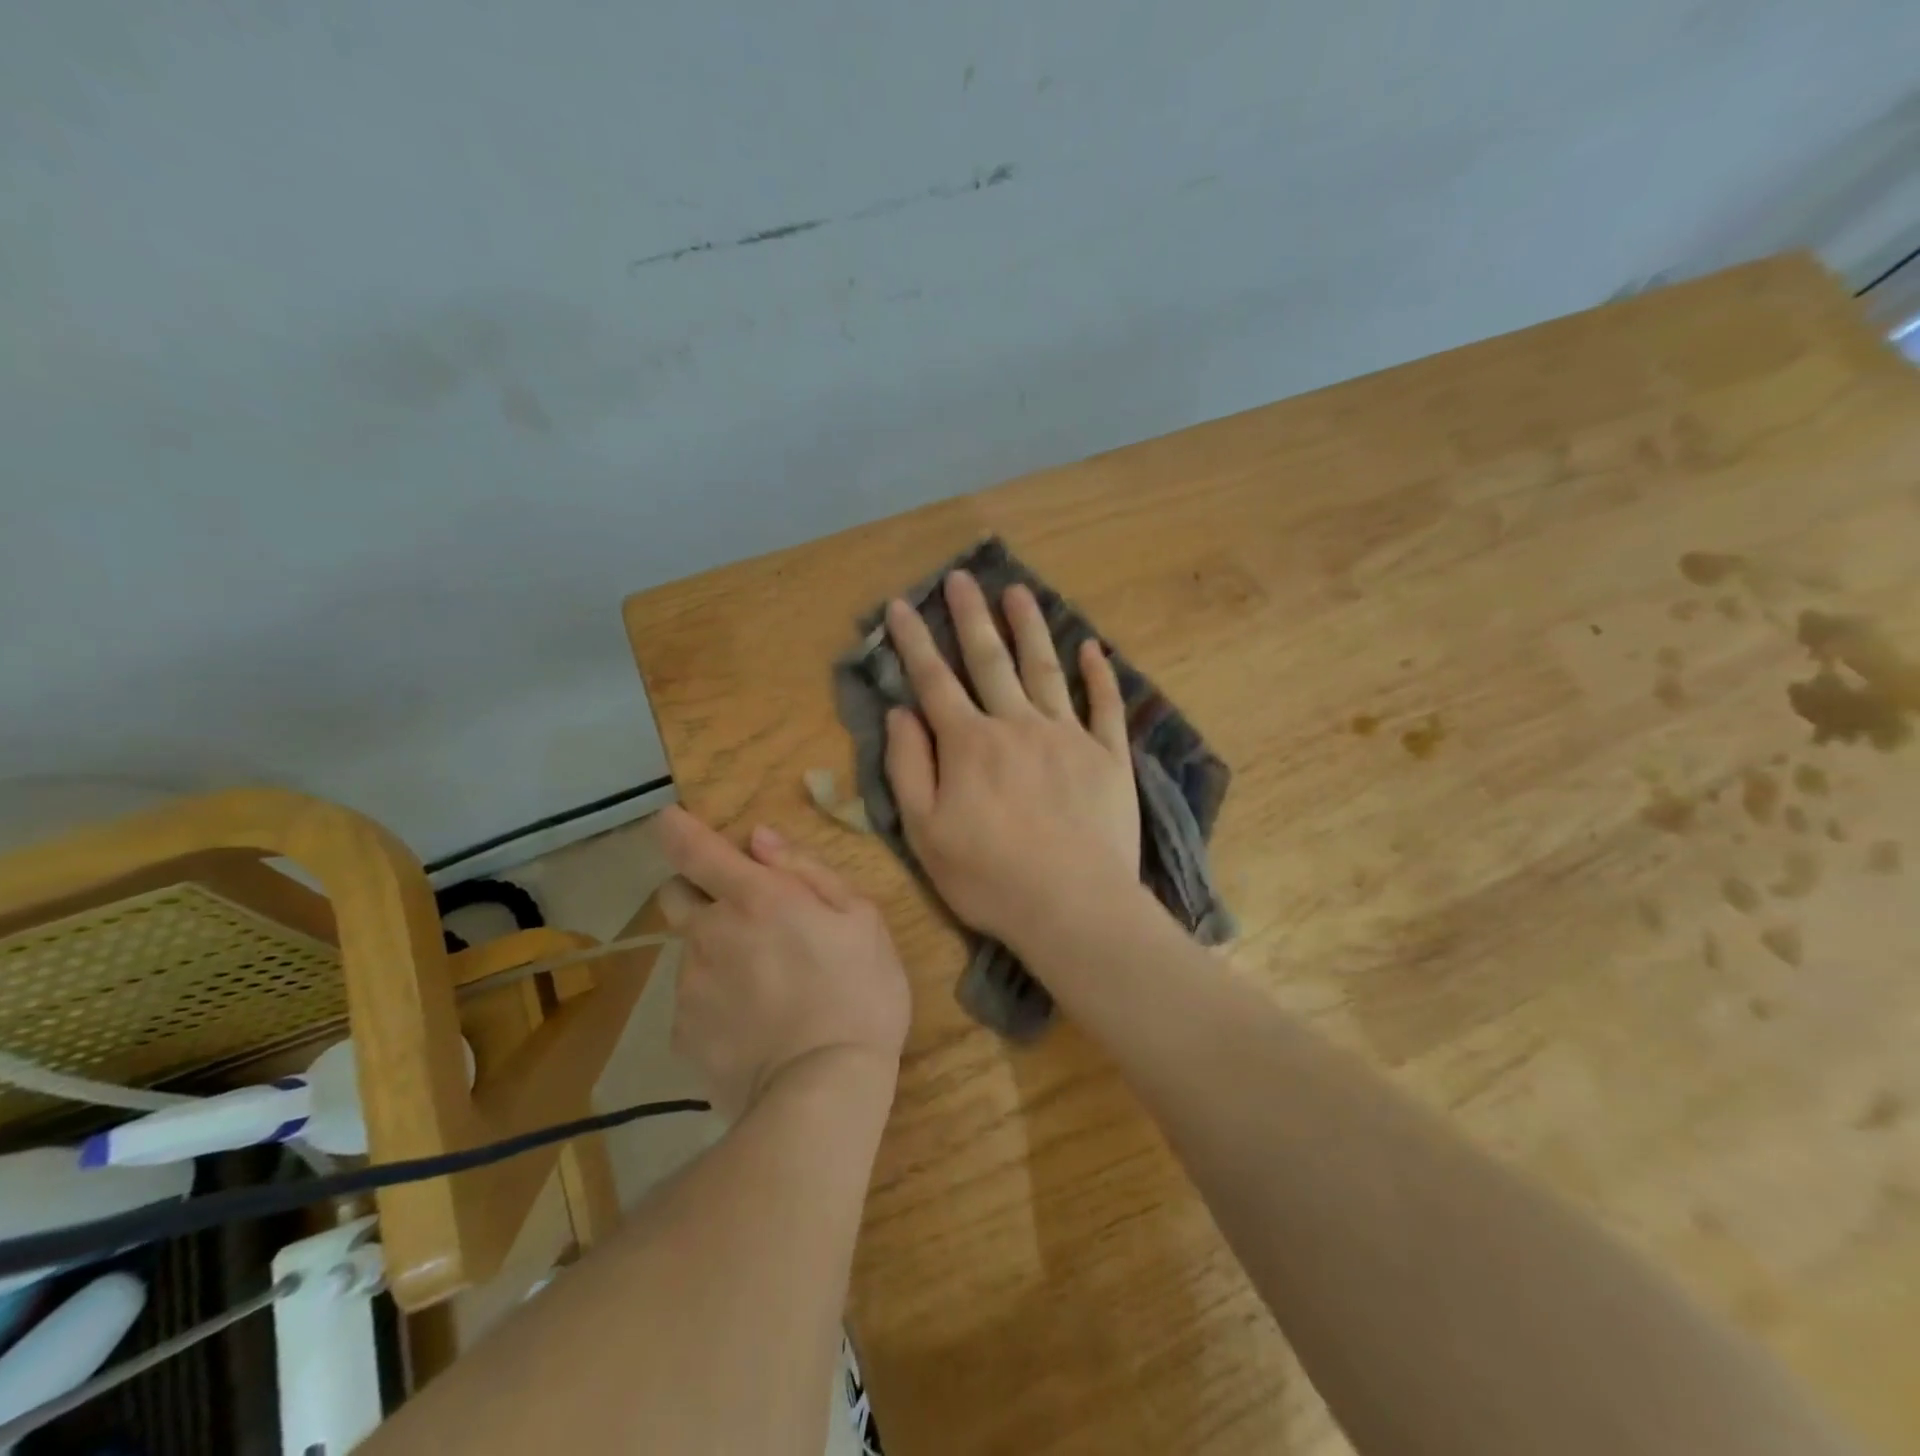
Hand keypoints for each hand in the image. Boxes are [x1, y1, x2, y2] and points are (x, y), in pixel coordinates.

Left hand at [657, 806, 910, 1118]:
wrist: (823, 1091)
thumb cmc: (859, 991)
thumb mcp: (861, 917)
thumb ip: (807, 870)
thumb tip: (759, 839)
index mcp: (753, 897)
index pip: (692, 848)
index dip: (675, 828)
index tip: (669, 820)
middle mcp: (708, 933)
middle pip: (676, 896)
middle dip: (700, 894)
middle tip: (748, 919)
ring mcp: (689, 986)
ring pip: (691, 951)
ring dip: (717, 952)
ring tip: (768, 988)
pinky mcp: (683, 1033)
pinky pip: (694, 1001)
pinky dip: (717, 1002)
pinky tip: (755, 1026)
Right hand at [882, 569, 1140, 948]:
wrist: (1072, 905)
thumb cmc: (988, 876)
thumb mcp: (925, 832)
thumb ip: (909, 767)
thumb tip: (901, 713)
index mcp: (969, 743)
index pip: (935, 681)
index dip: (914, 641)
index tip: (901, 605)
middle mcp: (1017, 725)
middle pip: (990, 660)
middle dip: (971, 616)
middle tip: (962, 577)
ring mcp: (1067, 736)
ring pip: (1044, 669)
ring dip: (1030, 628)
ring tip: (1018, 591)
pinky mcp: (1108, 756)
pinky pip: (1105, 706)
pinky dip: (1099, 676)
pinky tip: (1093, 648)